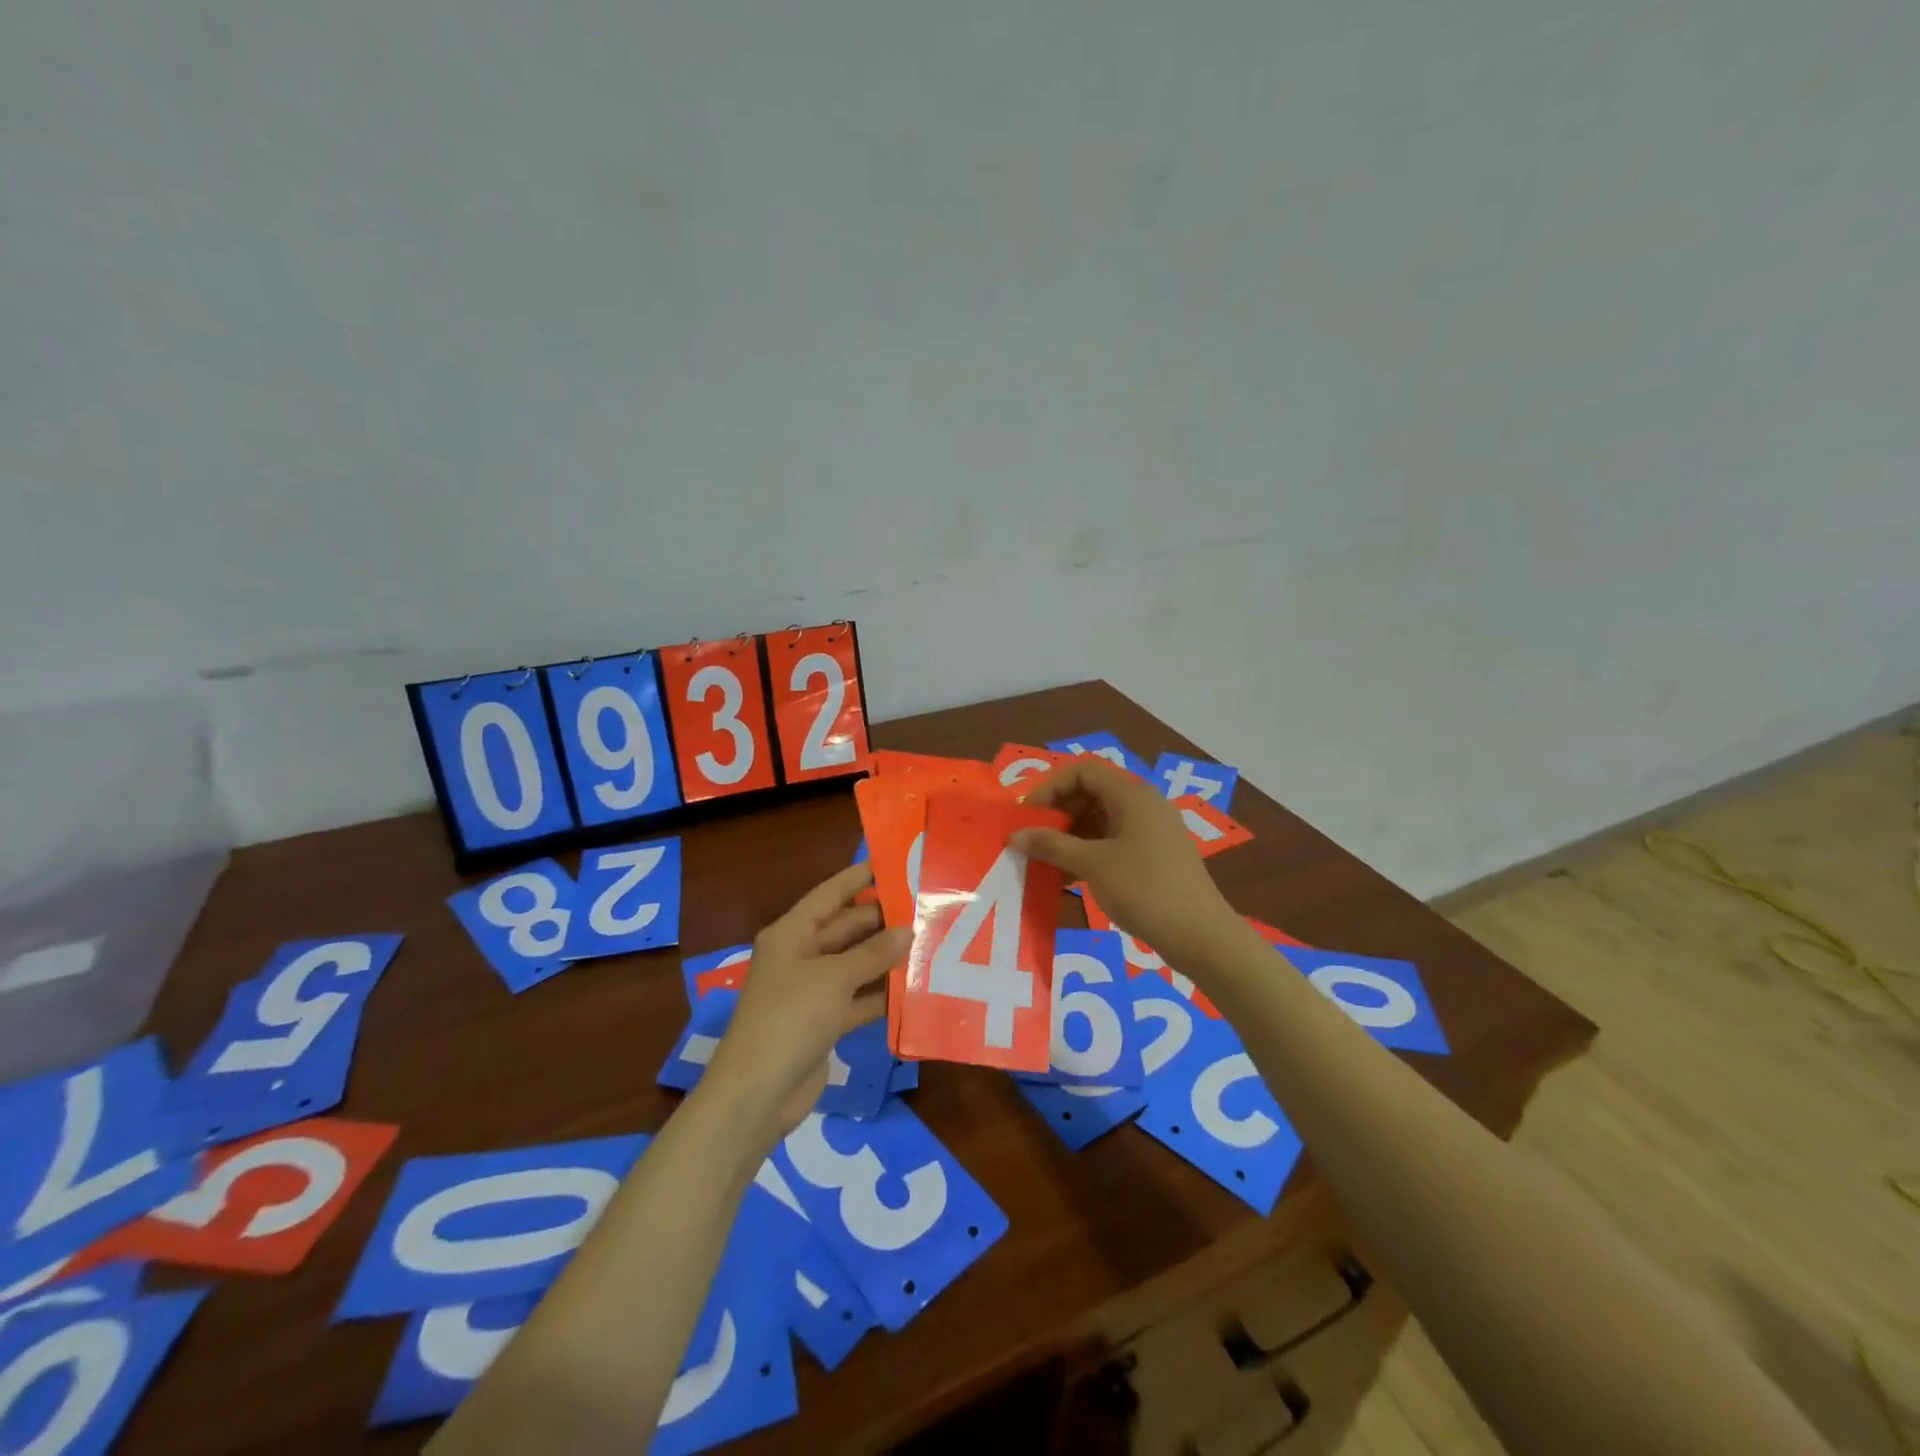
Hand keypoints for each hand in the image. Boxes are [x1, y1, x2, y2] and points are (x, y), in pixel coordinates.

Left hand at [703, 864, 909, 1145]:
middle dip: (882, 921)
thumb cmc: (790, 1018)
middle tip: (925, 909)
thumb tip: (907, 930)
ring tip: (930, 942)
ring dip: (886, 959)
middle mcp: (801, 956)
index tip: (893, 862)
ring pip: (856, 965)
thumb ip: (872, 953)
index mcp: (791, 934)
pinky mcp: (824, 1023)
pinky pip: (858, 998)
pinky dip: (881, 995)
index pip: (830, 895)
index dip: (859, 878)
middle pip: (846, 929)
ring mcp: (812, 991)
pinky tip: (915, 988)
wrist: (758, 1093)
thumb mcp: (833, 978)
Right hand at [1012, 758, 1233, 966]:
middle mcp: (1143, 804)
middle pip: (1091, 793)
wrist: (1201, 936)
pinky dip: (1088, 852)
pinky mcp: (1154, 855)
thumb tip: (1014, 835)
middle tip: (1032, 839)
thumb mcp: (1092, 865)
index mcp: (1132, 794)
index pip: (1082, 771)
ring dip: (1070, 836)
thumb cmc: (1145, 889)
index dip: (1050, 787)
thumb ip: (1051, 845)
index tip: (1027, 816)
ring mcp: (1151, 830)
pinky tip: (1068, 878)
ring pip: (1100, 819)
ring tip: (1045, 861)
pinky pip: (1112, 841)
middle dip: (1057, 813)